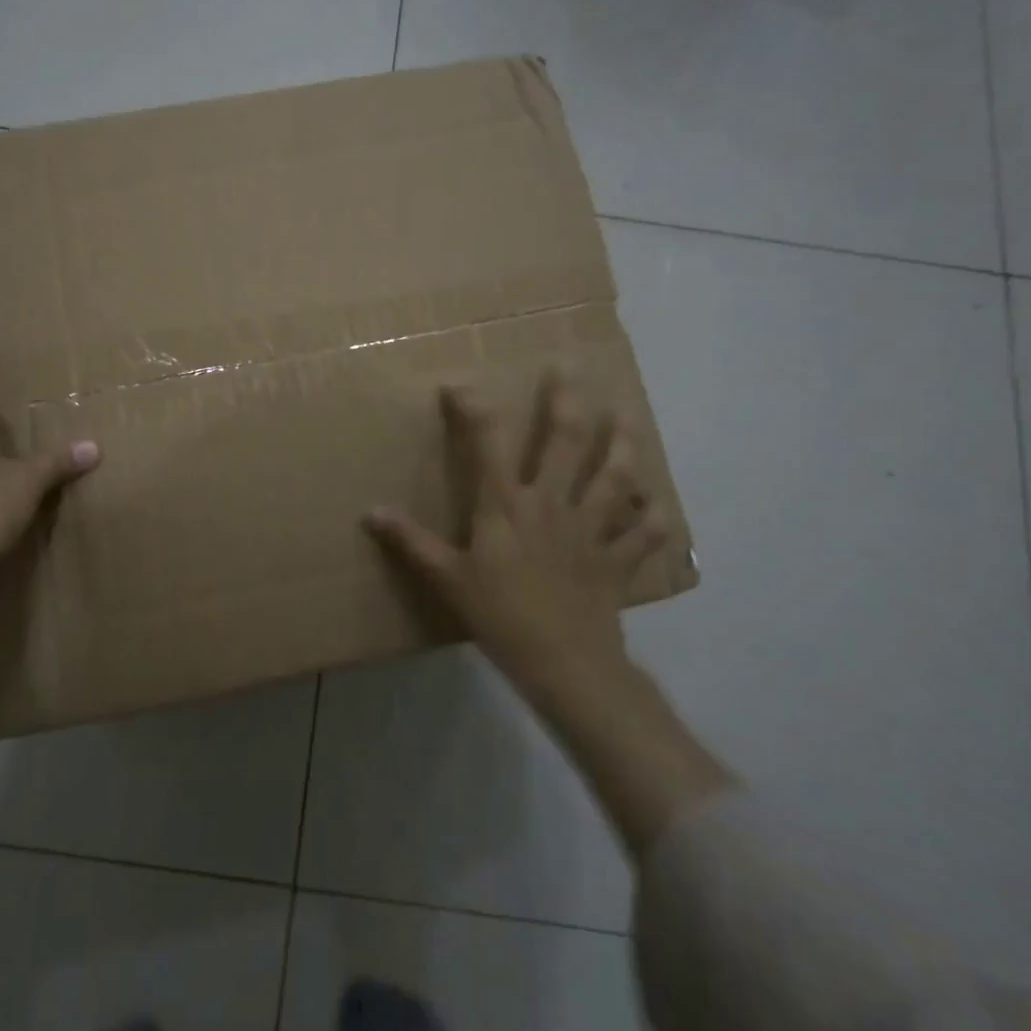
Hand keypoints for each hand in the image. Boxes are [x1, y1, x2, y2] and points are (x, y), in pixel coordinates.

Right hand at [365, 372, 665, 683]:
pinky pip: (643, 534)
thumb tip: (371, 512)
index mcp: (506, 505)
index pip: (487, 441)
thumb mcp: (447, 579)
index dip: (473, 407)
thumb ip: (412, 542)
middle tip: (569, 368)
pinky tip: (659, 508)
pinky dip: (653, 520)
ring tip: (627, 417)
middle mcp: (552, 503)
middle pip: (566, 441)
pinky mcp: (617, 559)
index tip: (459, 386)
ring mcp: (591, 528)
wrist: (563, 662)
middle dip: (566, 400)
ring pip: (615, 475)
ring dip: (623, 444)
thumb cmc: (499, 616)